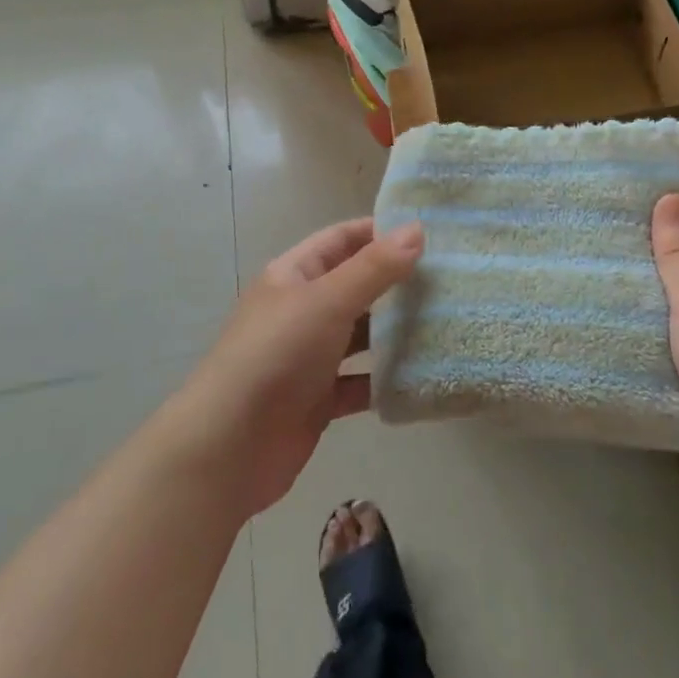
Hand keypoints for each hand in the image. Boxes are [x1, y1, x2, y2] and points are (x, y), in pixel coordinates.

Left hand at [176, 218, 422, 516]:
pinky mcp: (318, 399)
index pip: (342, 239)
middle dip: (397, 282)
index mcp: (294, 275)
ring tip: (447, 322)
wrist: (228, 449)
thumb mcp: (328, 302)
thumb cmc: (276, 356)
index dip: (381, 231)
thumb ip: (375, 268)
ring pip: (361, 335)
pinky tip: (422, 375)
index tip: (431, 233)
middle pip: (356, 286)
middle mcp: (301, 310)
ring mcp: (309, 356)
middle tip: (450, 278)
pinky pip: (360, 381)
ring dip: (396, 331)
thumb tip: (417, 228)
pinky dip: (386, 379)